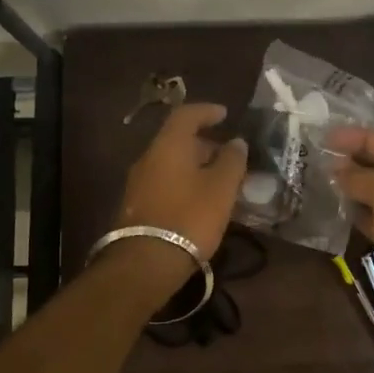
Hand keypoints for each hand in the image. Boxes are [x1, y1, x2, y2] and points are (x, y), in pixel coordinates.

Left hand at [104, 103, 247, 301]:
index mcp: (168, 145)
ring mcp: (138, 183)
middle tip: (229, 156)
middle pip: (177, 141)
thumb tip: (236, 142)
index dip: (207, 111)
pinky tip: (200, 201)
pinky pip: (165, 182)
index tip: (225, 115)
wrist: (147, 261)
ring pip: (171, 163)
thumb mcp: (221, 188)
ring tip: (219, 181)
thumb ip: (232, 161)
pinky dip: (184, 183)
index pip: (186, 115)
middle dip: (205, 144)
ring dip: (195, 166)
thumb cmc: (190, 217)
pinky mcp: (137, 205)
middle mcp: (148, 157)